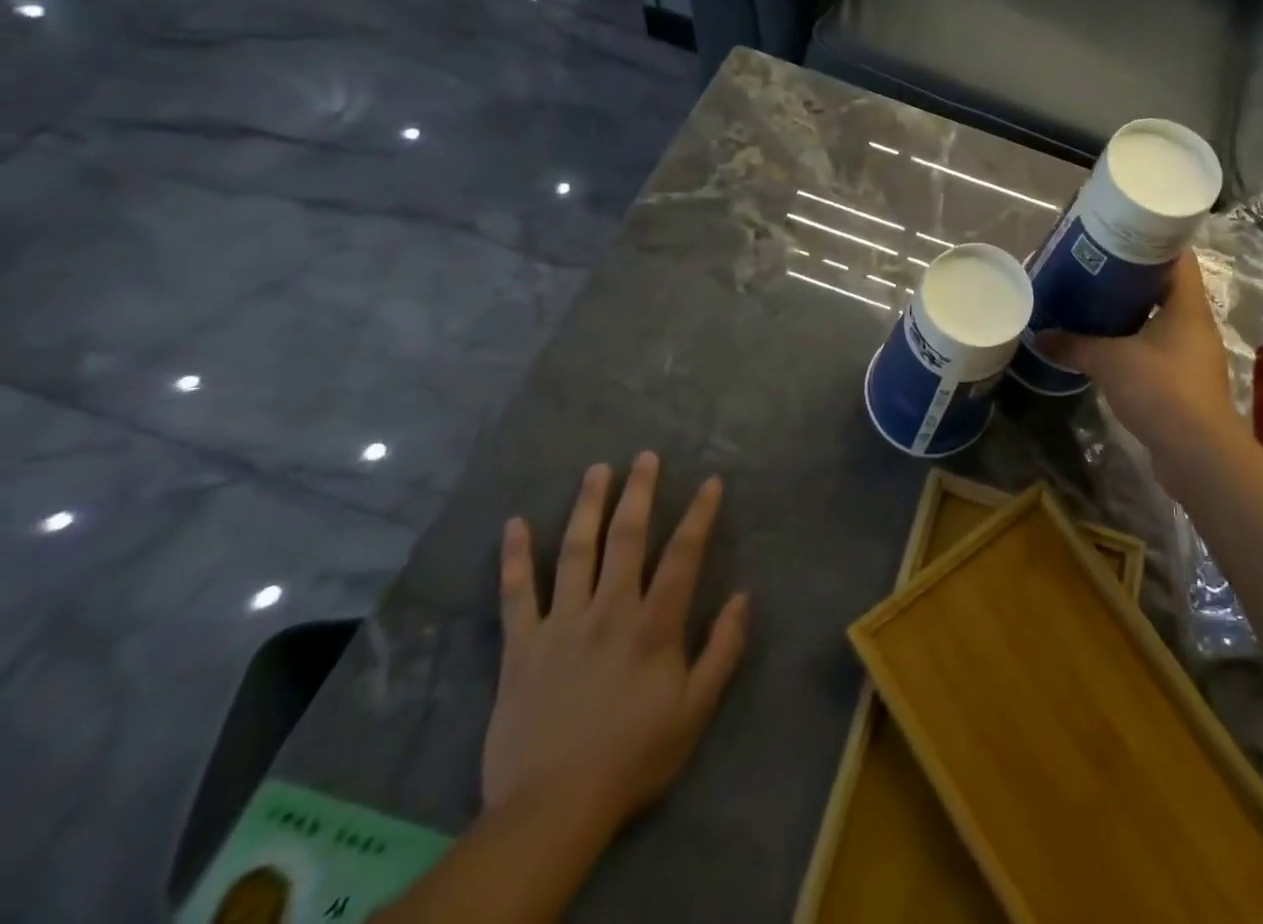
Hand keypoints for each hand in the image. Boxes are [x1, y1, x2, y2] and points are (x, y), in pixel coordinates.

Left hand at [482, 454, 749, 830]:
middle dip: (639, 493)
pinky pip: (516, 594)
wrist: (551, 810)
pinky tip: (515, 524)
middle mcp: (609, 610)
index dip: (700, 515)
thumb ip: (723, 650)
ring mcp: (561, 624)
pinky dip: (515, 557)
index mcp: (653, 625)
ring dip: (587, 506)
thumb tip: (742, 596)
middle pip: (626, 538)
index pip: (683, 555)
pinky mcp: (522, 646)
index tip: (711, 481)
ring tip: (597, 469)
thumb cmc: (633, 757)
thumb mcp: (695, 711)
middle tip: (645, 456)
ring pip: (576, 551)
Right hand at [1037, 251, 1241, 458]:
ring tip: (1094, 303)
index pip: (1178, 256)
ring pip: (1161, 320)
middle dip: (1132, 277)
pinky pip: (1158, 350)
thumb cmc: (1160, 389)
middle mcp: (1196, 324)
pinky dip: (1135, 343)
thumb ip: (1074, 345)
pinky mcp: (1185, 382)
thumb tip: (1041, 335)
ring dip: (1132, 313)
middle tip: (1095, 267)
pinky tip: (1106, 346)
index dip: (1152, 240)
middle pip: (1166, 287)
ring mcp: (1193, 355)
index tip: (1119, 233)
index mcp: (1187, 305)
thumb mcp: (1109, 361)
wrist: (1197, 453)